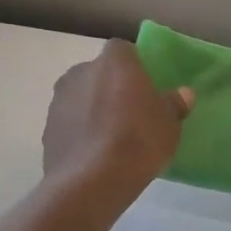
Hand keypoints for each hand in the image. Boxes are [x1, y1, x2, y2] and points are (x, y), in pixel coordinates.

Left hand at [44, 41, 193, 198]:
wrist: (92, 180)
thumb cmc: (138, 140)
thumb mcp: (169, 123)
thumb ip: (174, 104)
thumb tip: (183, 94)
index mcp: (114, 62)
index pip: (123, 50)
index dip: (134, 67)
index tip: (145, 87)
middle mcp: (81, 71)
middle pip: (99, 73)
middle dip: (111, 87)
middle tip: (131, 112)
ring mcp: (59, 99)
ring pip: (81, 97)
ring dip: (93, 109)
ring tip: (112, 137)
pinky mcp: (47, 128)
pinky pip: (70, 123)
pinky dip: (80, 131)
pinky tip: (95, 154)